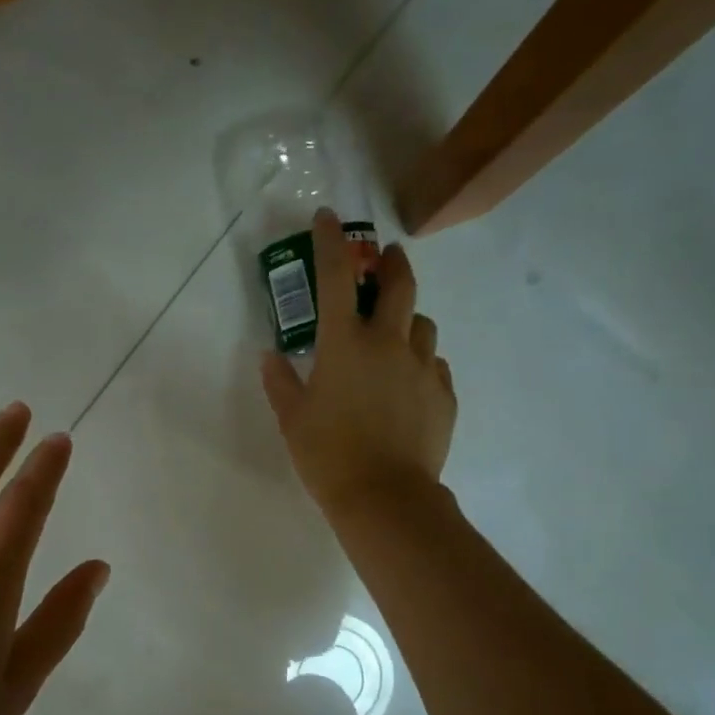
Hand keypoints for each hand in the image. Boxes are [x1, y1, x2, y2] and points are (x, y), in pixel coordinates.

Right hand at [261, 207, 455, 516]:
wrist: (385, 497)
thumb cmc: (327, 455)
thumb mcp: (292, 419)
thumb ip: (281, 382)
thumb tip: (270, 356)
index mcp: (345, 344)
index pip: (337, 277)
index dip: (330, 242)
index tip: (327, 218)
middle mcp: (389, 343)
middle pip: (400, 284)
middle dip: (391, 263)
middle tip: (384, 259)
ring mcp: (423, 367)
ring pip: (422, 324)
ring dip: (407, 318)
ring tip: (394, 334)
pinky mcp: (444, 393)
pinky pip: (434, 363)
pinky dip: (420, 361)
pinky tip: (407, 382)